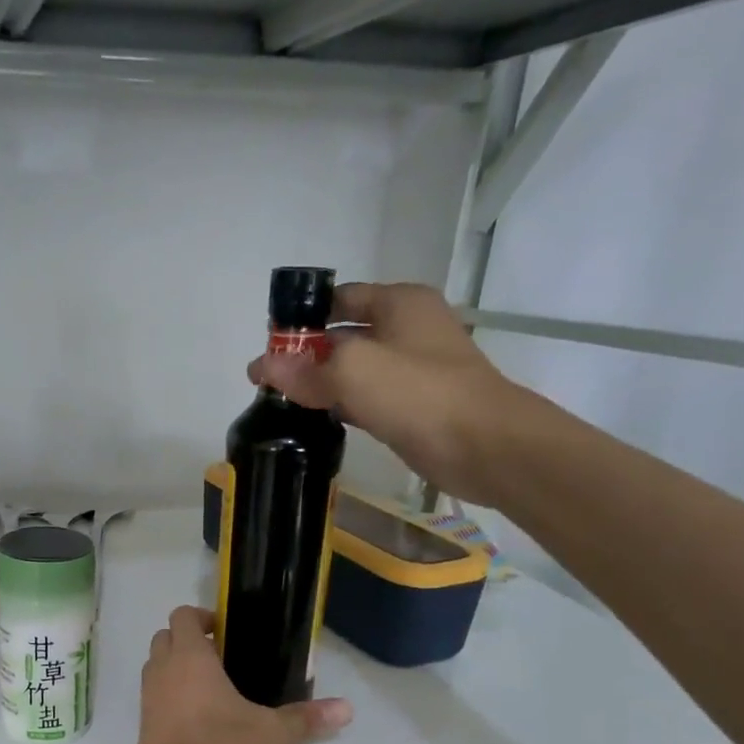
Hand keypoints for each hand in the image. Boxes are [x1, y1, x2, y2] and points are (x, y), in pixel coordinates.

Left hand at [120, 606, 350, 743]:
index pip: (182, 616)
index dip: (202, 617)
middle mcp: (162, 671)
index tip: (227, 632)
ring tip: (214, 688)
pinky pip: (155, 697)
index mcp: (189, 658)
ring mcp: (148, 700)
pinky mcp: (144, 727)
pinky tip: (201, 719)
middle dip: (188, 640)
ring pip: (156, 667)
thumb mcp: (271, 733)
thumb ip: (305, 718)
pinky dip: (172, 696)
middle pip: (164, 638)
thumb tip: (347, 709)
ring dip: (177, 668)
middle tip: (223, 658)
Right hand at [247, 282, 540, 506]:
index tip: (268, 344)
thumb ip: (304, 368)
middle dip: (307, 353)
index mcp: (400, 303)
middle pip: (344, 335)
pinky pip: (366, 398)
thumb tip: (261, 366)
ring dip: (322, 383)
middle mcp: (407, 329)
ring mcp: (412, 369)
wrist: (482, 445)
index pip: (339, 298)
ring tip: (282, 402)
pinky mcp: (411, 406)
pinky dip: (341, 405)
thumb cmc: (419, 393)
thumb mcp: (352, 371)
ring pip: (354, 370)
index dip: (302, 318)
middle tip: (268, 379)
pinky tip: (314, 421)